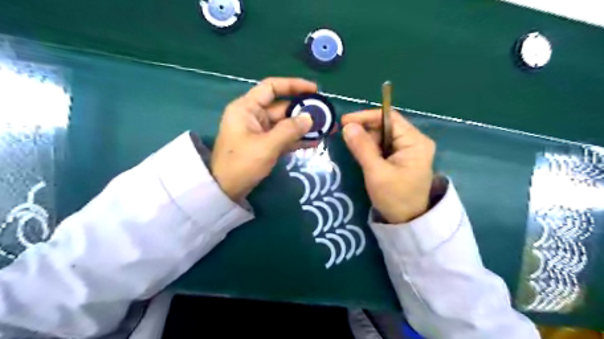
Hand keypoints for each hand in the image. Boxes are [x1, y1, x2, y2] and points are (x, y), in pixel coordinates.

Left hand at [211, 77, 316, 200]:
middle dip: (304, 111)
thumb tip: (310, 118)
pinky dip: (296, 139)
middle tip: (326, 115)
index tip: (314, 90)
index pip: (271, 87)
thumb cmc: (241, 164)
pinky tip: (314, 142)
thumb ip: (289, 130)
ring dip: (303, 126)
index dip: (293, 85)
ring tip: (325, 129)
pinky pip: (283, 137)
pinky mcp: (264, 144)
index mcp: (247, 108)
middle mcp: (253, 115)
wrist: (225, 190)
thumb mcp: (266, 146)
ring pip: (285, 123)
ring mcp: (259, 131)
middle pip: (282, 107)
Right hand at [339, 110, 433, 222]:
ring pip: (383, 137)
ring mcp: (410, 150)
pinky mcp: (403, 159)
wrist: (408, 222)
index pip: (389, 118)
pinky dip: (371, 149)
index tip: (345, 122)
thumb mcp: (376, 172)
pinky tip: (363, 156)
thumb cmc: (395, 198)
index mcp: (415, 141)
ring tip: (355, 151)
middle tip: (347, 139)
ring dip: (367, 141)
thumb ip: (362, 147)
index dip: (366, 117)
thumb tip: (347, 126)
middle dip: (366, 130)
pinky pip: (384, 147)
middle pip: (386, 126)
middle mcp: (415, 141)